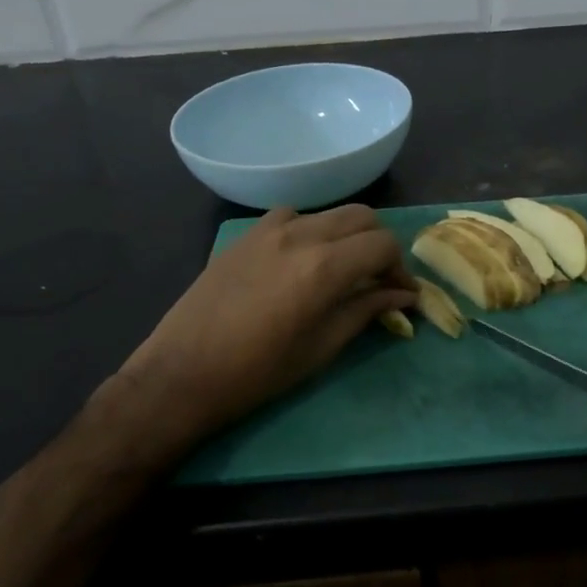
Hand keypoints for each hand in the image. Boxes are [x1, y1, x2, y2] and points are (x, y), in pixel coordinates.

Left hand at [101, 205, 414, 458]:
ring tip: (341, 268)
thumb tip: (404, 295)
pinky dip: (311, 230)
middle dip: (379, 244)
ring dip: (347, 234)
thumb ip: (367, 310)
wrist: (182, 374)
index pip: (383, 245)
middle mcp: (301, 235)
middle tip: (377, 278)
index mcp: (324, 267)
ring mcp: (269, 229)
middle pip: (362, 217)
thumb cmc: (258, 373)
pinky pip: (293, 216)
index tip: (401, 293)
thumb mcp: (322, 347)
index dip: (400, 267)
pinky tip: (301, 258)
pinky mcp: (246, 234)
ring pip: (329, 212)